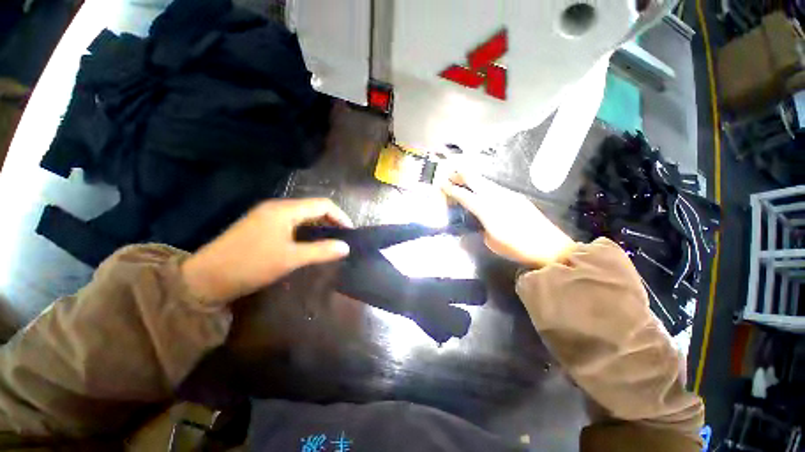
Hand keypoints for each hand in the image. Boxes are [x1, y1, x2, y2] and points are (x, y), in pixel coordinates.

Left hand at [181, 198, 352, 303]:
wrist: (213, 273)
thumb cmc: (253, 264)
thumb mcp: (289, 259)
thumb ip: (319, 251)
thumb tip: (346, 246)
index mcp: (284, 209)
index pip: (322, 203)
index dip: (340, 217)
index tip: (352, 237)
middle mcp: (274, 207)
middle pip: (309, 208)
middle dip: (327, 223)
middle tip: (340, 244)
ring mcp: (262, 216)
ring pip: (295, 217)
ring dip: (312, 229)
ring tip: (324, 248)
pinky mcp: (254, 227)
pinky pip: (283, 225)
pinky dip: (297, 234)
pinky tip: (299, 249)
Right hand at [441, 171, 575, 266]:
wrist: (549, 245)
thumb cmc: (518, 248)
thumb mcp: (494, 243)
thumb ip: (483, 229)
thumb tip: (481, 223)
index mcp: (487, 209)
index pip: (465, 195)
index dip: (451, 189)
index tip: (440, 183)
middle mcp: (496, 196)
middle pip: (475, 179)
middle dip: (461, 174)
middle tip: (449, 171)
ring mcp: (509, 194)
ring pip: (486, 182)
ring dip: (474, 180)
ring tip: (465, 180)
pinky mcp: (518, 198)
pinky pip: (496, 188)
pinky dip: (486, 187)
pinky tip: (485, 192)